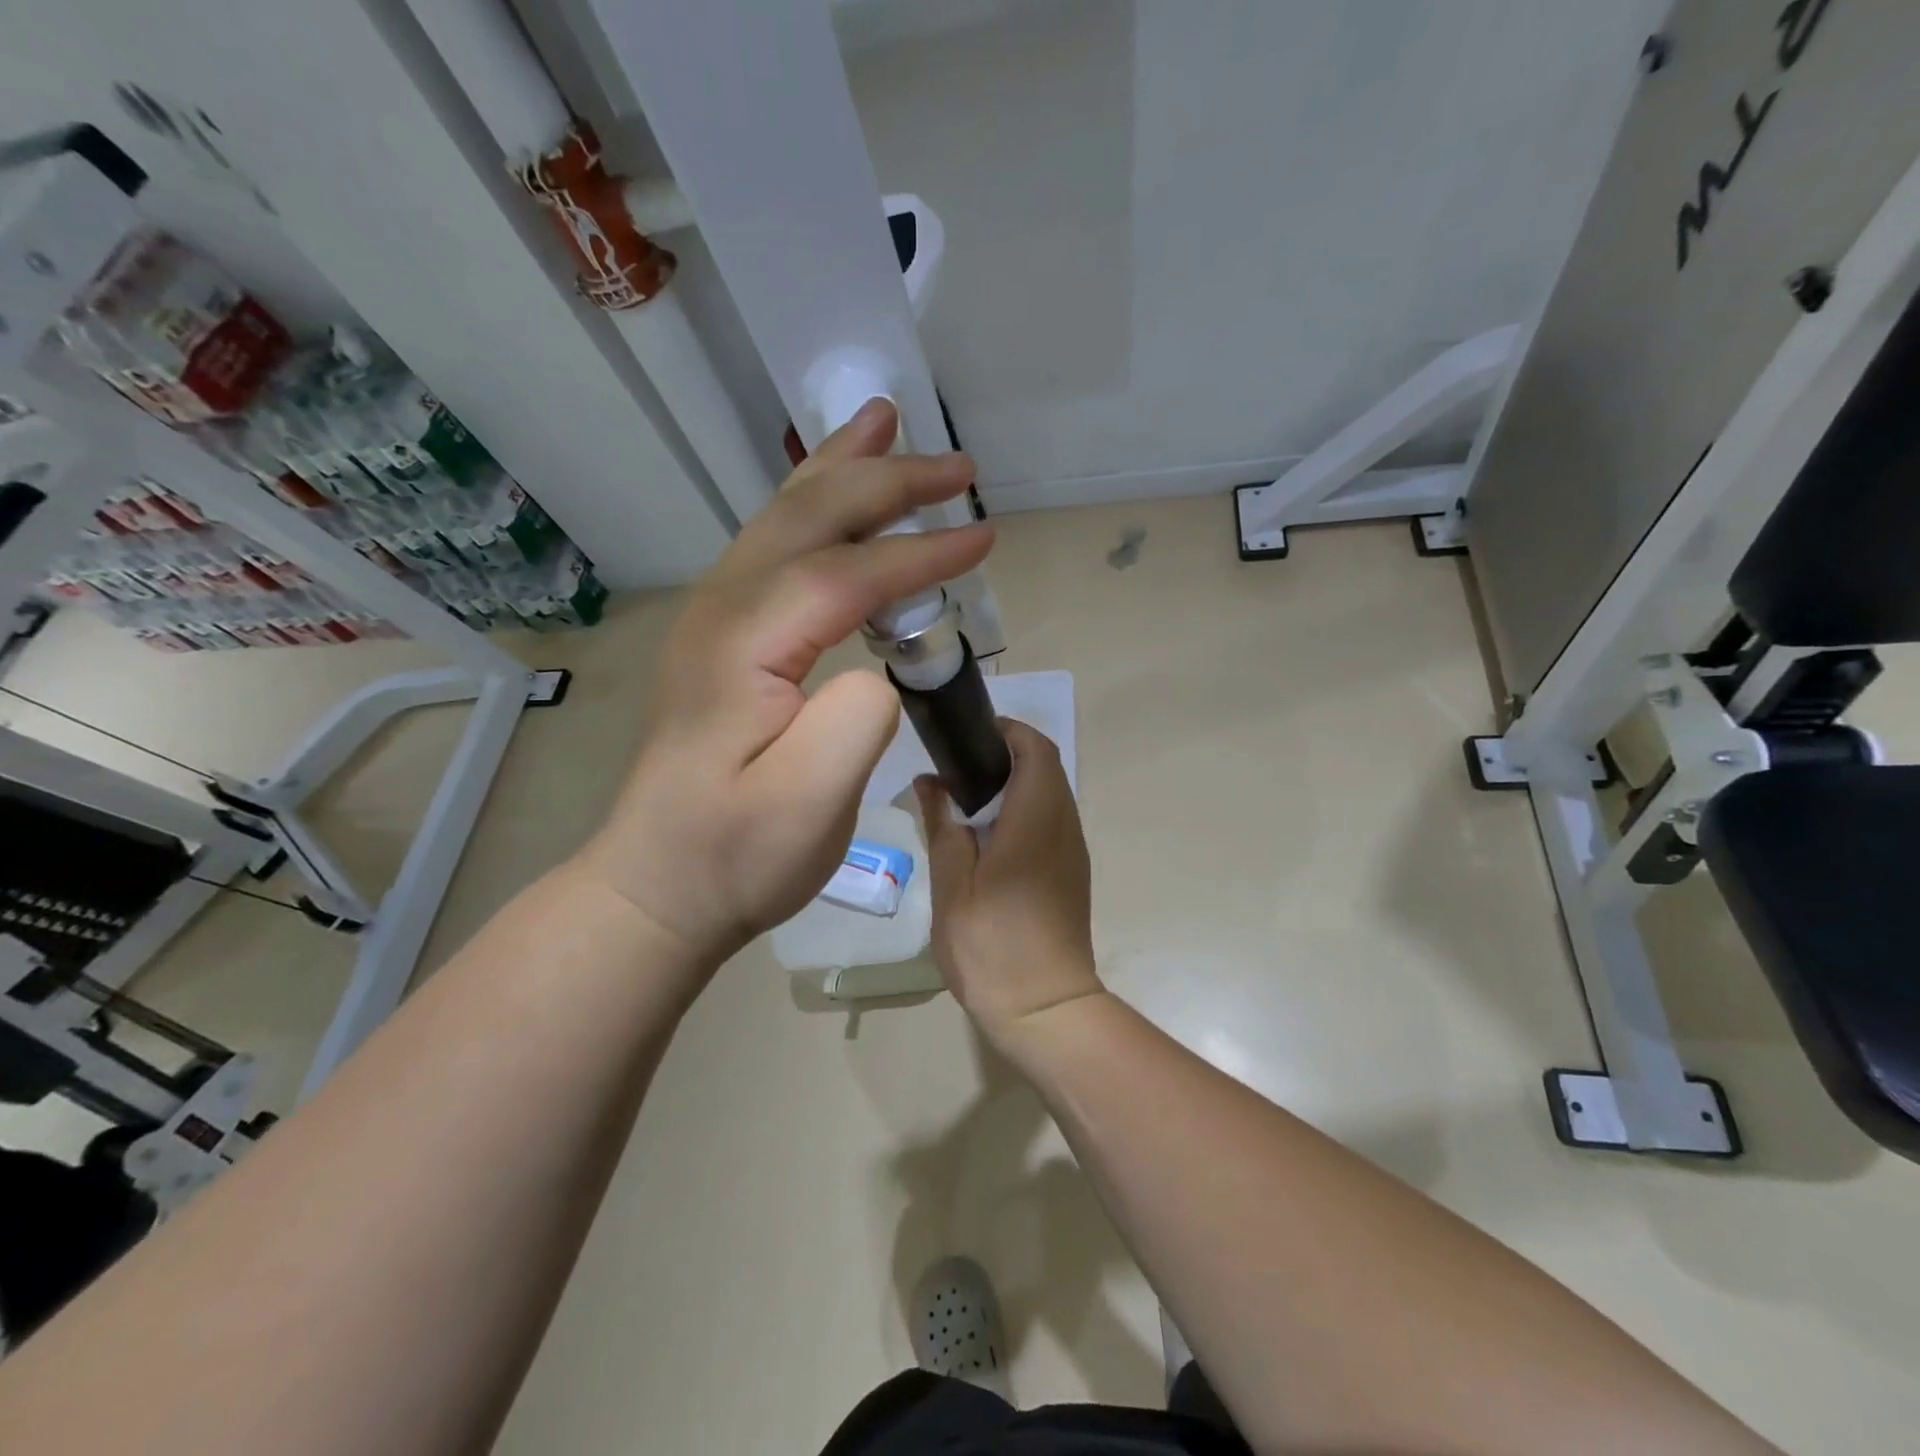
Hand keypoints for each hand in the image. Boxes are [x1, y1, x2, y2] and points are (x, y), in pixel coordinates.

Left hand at [576, 399, 992, 975]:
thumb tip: (883, 667)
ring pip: (784, 518)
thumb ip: (856, 723)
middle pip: (810, 517)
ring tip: (886, 424)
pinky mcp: (723, 638)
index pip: (845, 574)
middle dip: (889, 482)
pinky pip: (776, 548)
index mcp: (743, 643)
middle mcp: (722, 610)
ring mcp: (715, 619)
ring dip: (843, 471)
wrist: (656, 885)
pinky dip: (817, 508)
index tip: (984, 540)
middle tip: (957, 468)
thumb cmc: (733, 857)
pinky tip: (835, 498)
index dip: (919, 552)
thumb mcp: (806, 808)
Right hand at [915, 719, 1102, 1050]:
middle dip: (1007, 754)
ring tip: (966, 799)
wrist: (1045, 1009)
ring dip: (1016, 784)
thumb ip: (942, 825)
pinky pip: (1052, 821)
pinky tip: (988, 836)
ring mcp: (1073, 851)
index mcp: (1036, 818)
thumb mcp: (952, 883)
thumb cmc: (992, 945)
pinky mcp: (1072, 873)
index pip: (1036, 748)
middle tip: (957, 766)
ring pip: (1051, 794)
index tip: (968, 735)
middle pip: (1046, 767)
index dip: (1007, 731)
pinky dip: (1024, 811)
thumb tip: (930, 782)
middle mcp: (1064, 825)